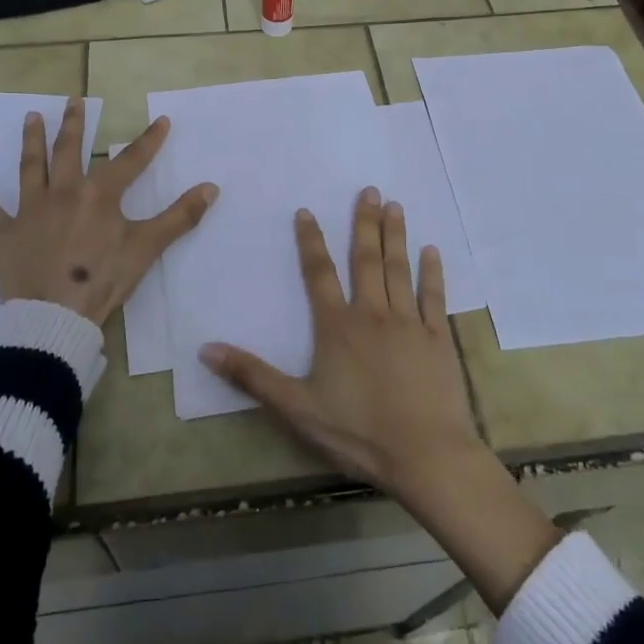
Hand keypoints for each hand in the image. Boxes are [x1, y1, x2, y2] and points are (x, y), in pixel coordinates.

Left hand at [0, 99, 217, 325]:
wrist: (53, 318)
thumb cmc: (102, 280)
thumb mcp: (147, 248)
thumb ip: (180, 216)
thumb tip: (212, 188)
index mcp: (99, 194)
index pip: (130, 160)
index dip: (148, 140)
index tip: (161, 120)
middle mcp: (63, 192)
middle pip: (69, 150)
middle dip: (75, 124)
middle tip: (73, 100)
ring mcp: (30, 210)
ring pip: (30, 167)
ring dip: (31, 140)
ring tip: (31, 117)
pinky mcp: (3, 234)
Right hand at [199, 186, 480, 499]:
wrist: (424, 454)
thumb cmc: (358, 432)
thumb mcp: (296, 408)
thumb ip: (252, 375)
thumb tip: (205, 348)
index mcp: (337, 327)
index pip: (318, 274)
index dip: (310, 241)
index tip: (307, 211)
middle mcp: (373, 314)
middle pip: (366, 260)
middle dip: (364, 223)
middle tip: (370, 190)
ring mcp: (409, 323)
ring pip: (398, 269)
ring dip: (395, 235)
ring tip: (395, 205)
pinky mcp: (438, 338)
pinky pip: (434, 296)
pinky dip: (432, 271)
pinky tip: (432, 250)